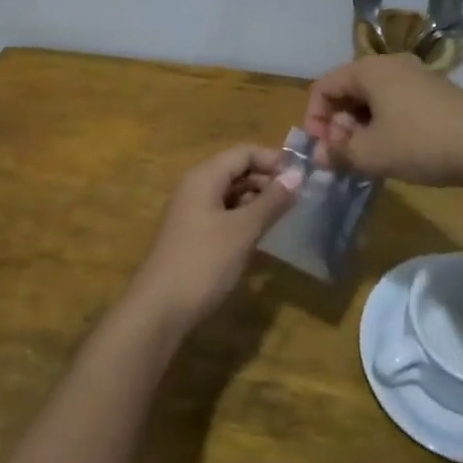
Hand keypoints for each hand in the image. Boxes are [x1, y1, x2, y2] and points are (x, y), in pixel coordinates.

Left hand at [122, 145, 297, 330]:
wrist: (159, 310)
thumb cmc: (203, 262)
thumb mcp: (243, 230)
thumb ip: (271, 201)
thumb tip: (298, 174)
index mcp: (205, 176)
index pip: (244, 152)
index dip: (273, 159)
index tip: (303, 177)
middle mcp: (197, 187)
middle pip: (237, 170)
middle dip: (268, 180)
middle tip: (299, 199)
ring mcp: (193, 212)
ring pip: (232, 193)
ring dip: (258, 200)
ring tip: (285, 216)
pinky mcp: (194, 235)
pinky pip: (225, 214)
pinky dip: (245, 218)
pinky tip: (262, 235)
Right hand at [301, 54, 462, 186]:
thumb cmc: (420, 143)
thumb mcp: (371, 154)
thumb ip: (338, 154)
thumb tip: (318, 155)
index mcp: (368, 70)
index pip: (323, 87)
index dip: (315, 119)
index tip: (323, 150)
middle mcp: (390, 64)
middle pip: (348, 90)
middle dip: (339, 124)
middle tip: (346, 156)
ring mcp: (417, 76)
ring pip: (373, 98)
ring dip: (362, 127)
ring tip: (370, 157)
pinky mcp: (436, 92)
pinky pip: (396, 102)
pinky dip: (386, 124)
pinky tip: (397, 151)